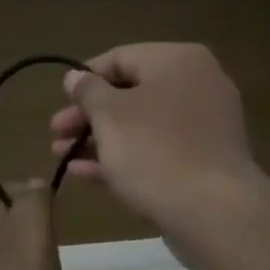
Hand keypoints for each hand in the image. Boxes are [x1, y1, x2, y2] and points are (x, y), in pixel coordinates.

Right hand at [50, 43, 261, 243]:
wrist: (213, 212)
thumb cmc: (154, 150)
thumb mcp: (109, 115)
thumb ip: (88, 91)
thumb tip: (75, 76)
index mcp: (178, 61)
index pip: (121, 57)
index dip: (85, 78)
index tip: (61, 101)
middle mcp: (197, 84)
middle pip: (130, 93)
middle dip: (88, 115)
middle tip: (56, 133)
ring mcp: (203, 125)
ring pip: (141, 124)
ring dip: (99, 138)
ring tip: (62, 156)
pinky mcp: (203, 161)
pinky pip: (157, 149)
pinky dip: (123, 156)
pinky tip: (86, 174)